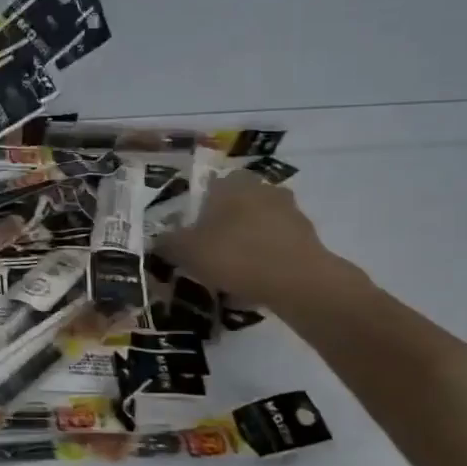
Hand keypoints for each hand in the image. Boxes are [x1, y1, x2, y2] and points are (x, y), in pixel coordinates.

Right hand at [156, 170, 342, 308]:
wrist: (298, 281)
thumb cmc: (235, 255)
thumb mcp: (187, 252)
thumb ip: (168, 244)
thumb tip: (158, 241)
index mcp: (232, 184)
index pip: (213, 184)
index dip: (200, 206)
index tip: (193, 230)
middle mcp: (263, 189)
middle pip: (238, 203)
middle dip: (226, 223)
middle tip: (211, 249)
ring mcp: (290, 212)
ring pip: (259, 224)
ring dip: (247, 240)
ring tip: (232, 270)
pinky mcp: (308, 238)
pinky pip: (277, 245)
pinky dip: (266, 258)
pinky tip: (254, 281)